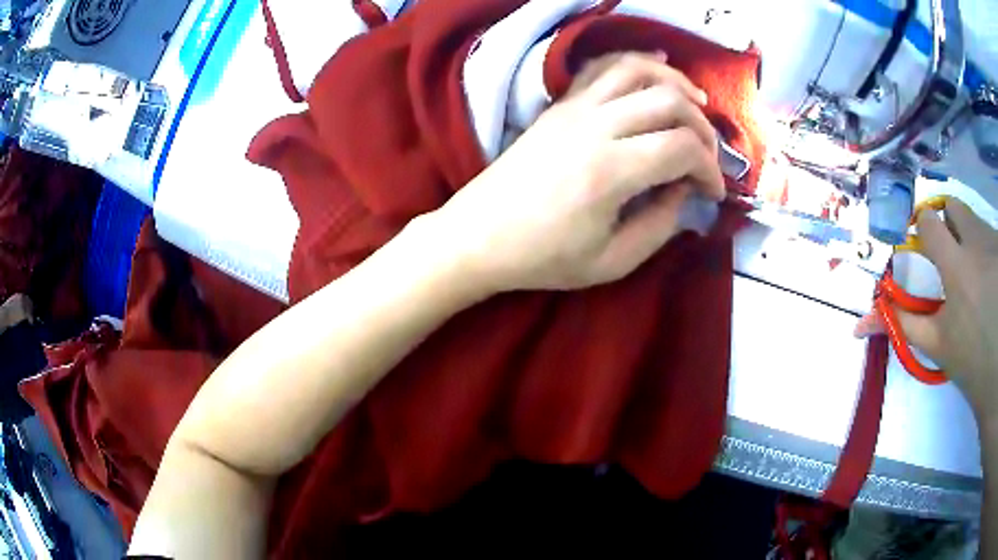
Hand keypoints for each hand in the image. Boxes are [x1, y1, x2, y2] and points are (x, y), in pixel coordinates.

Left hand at [429, 52, 724, 292]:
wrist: (478, 235)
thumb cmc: (543, 258)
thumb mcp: (611, 262)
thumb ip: (660, 226)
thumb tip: (684, 191)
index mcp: (610, 172)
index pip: (683, 148)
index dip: (710, 169)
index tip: (714, 192)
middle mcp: (595, 127)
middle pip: (669, 102)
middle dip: (703, 128)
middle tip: (709, 156)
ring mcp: (574, 108)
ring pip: (637, 70)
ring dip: (675, 82)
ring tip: (696, 103)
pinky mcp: (560, 104)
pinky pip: (601, 67)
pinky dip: (635, 62)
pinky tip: (656, 70)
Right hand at [856, 201, 997, 420]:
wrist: (997, 370)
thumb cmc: (970, 360)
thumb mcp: (937, 344)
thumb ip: (902, 324)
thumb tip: (860, 323)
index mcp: (957, 268)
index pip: (930, 222)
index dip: (924, 229)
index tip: (925, 246)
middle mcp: (977, 243)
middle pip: (953, 206)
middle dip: (947, 222)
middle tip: (950, 253)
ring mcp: (993, 242)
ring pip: (973, 220)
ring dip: (968, 238)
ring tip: (974, 273)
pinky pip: (987, 232)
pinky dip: (983, 247)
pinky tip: (989, 276)